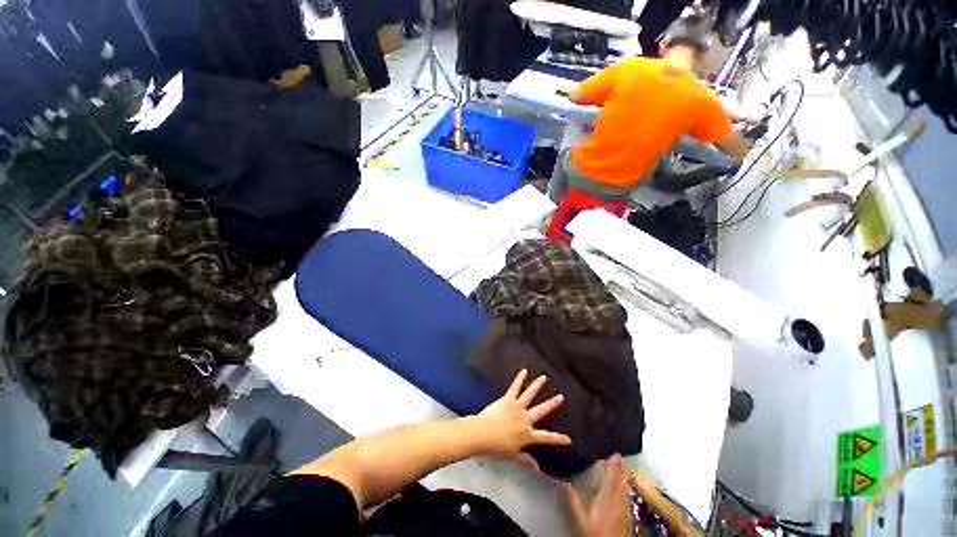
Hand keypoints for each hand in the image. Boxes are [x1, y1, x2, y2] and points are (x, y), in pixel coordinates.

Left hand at [472, 369, 571, 465]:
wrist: (484, 433)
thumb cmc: (497, 447)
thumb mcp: (513, 455)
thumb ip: (525, 459)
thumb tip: (537, 467)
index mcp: (527, 434)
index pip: (546, 437)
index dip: (558, 439)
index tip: (569, 439)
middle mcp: (525, 419)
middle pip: (541, 410)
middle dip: (552, 404)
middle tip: (560, 397)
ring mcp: (517, 407)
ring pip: (530, 394)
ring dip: (537, 385)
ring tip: (543, 377)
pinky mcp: (508, 399)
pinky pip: (515, 387)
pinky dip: (519, 378)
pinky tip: (524, 371)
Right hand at [562, 454, 633, 536]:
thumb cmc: (596, 533)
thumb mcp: (581, 517)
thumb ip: (572, 499)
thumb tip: (561, 482)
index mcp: (607, 497)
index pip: (612, 476)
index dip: (613, 464)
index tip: (615, 453)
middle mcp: (619, 500)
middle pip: (621, 480)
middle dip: (619, 468)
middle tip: (618, 456)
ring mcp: (625, 509)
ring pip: (626, 488)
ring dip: (624, 477)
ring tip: (622, 468)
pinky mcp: (629, 517)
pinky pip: (628, 497)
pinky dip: (626, 488)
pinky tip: (624, 489)